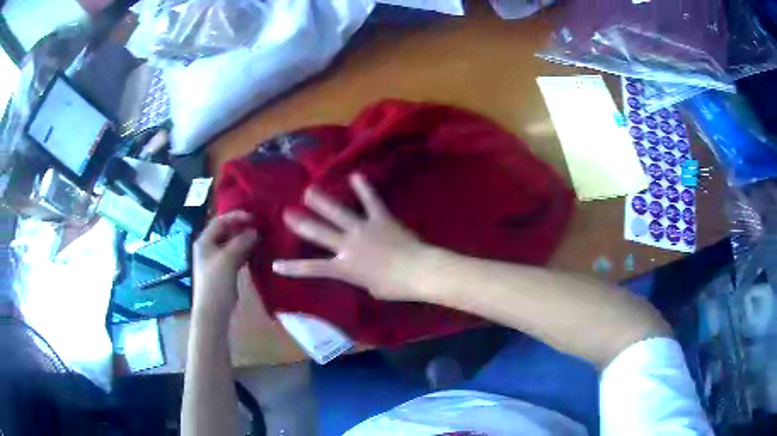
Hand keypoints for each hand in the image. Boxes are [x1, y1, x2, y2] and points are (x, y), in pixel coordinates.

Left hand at [193, 211, 256, 321]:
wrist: (213, 312)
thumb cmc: (216, 283)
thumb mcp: (228, 259)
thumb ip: (241, 242)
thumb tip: (254, 231)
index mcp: (204, 241)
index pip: (220, 221)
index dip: (236, 216)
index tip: (254, 217)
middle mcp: (209, 247)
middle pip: (226, 231)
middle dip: (242, 228)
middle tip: (260, 226)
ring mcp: (216, 260)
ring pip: (232, 244)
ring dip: (245, 240)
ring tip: (261, 237)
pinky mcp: (224, 271)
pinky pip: (235, 255)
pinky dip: (245, 252)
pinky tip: (256, 252)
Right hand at [272, 173, 429, 300]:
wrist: (417, 271)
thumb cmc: (395, 286)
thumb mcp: (371, 288)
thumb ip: (360, 276)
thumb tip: (360, 269)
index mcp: (344, 267)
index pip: (312, 269)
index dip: (292, 268)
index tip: (275, 265)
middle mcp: (347, 245)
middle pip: (319, 233)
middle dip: (301, 223)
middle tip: (287, 212)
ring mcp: (363, 229)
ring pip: (338, 213)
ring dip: (322, 201)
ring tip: (309, 190)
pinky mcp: (380, 218)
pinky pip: (371, 201)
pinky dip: (364, 188)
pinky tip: (356, 175)